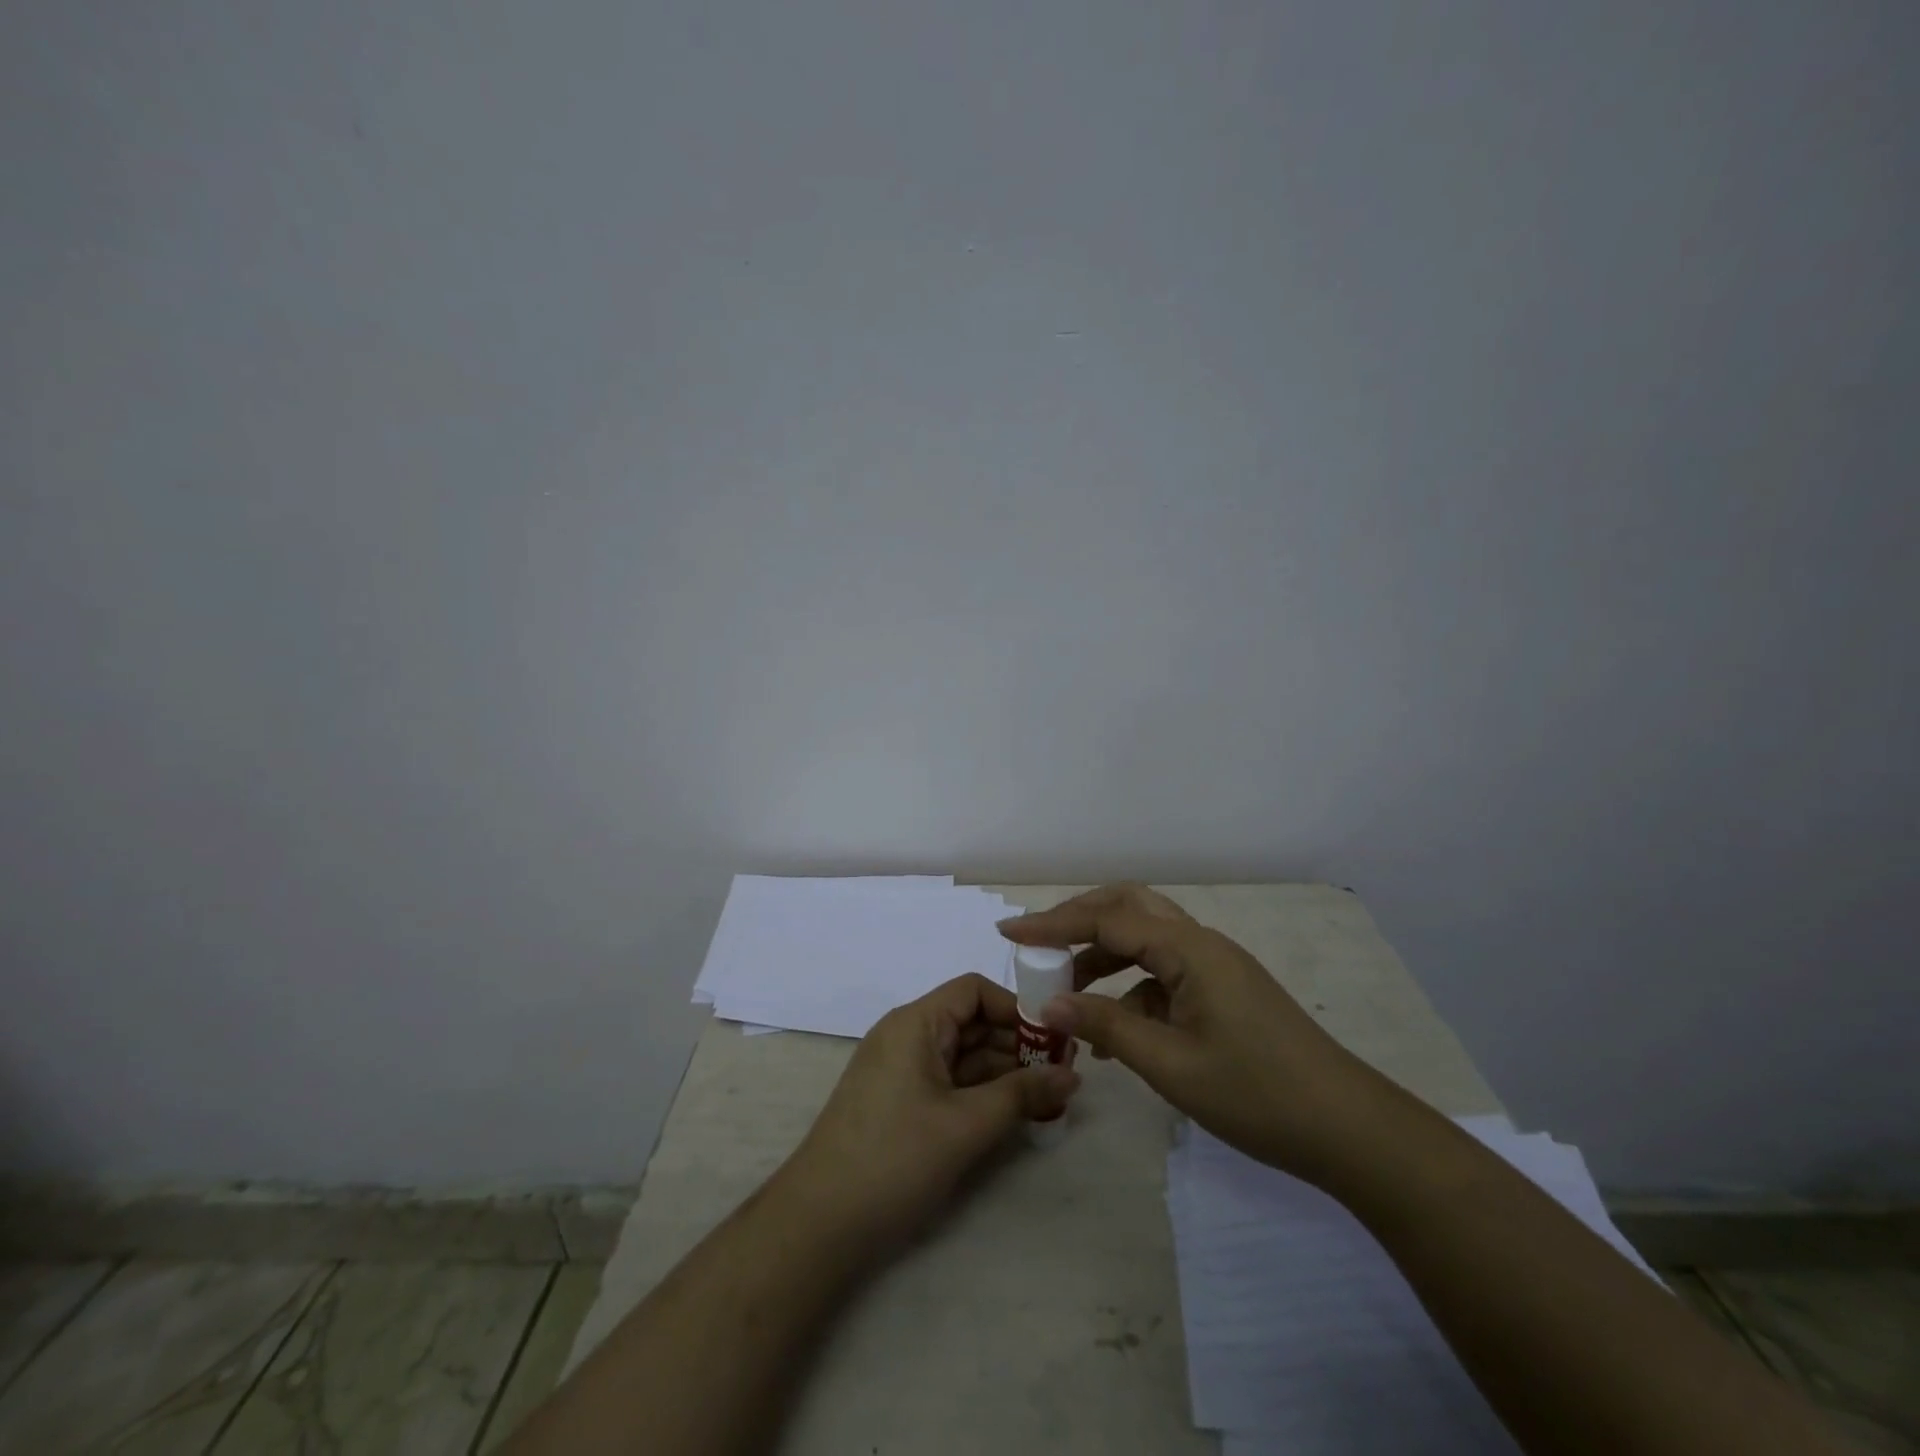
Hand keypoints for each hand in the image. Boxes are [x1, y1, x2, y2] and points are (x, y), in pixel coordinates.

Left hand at [782, 973, 1080, 1248]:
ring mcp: (901, 1072)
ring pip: (963, 1056)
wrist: (819, 1225)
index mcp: (915, 1023)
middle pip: (971, 1022)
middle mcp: (907, 1037)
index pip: (973, 991)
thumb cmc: (895, 1158)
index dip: (1016, 1007)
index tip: (1054, 1036)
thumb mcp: (966, 1125)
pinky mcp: (900, 1104)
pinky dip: (982, 1093)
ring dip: (1004, 1071)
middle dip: (1017, 1043)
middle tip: (1065, 1070)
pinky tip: (1016, 1114)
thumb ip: (1022, 1095)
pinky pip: (950, 1083)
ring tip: (1051, 1095)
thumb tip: (1072, 1074)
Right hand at [998, 884, 1396, 1185]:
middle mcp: (1201, 943)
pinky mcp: (1222, 991)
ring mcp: (1214, 966)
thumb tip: (1049, 1002)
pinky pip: (1163, 973)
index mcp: (1189, 949)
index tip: (1009, 933)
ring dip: (1102, 955)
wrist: (1348, 1129)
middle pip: (1129, 907)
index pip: (1107, 919)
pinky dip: (1130, 988)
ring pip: (1145, 939)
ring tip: (1064, 991)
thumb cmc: (1257, 1094)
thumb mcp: (1171, 1064)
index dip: (1054, 924)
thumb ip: (1107, 1026)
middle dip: (1078, 919)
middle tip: (1037, 943)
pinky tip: (1111, 1031)